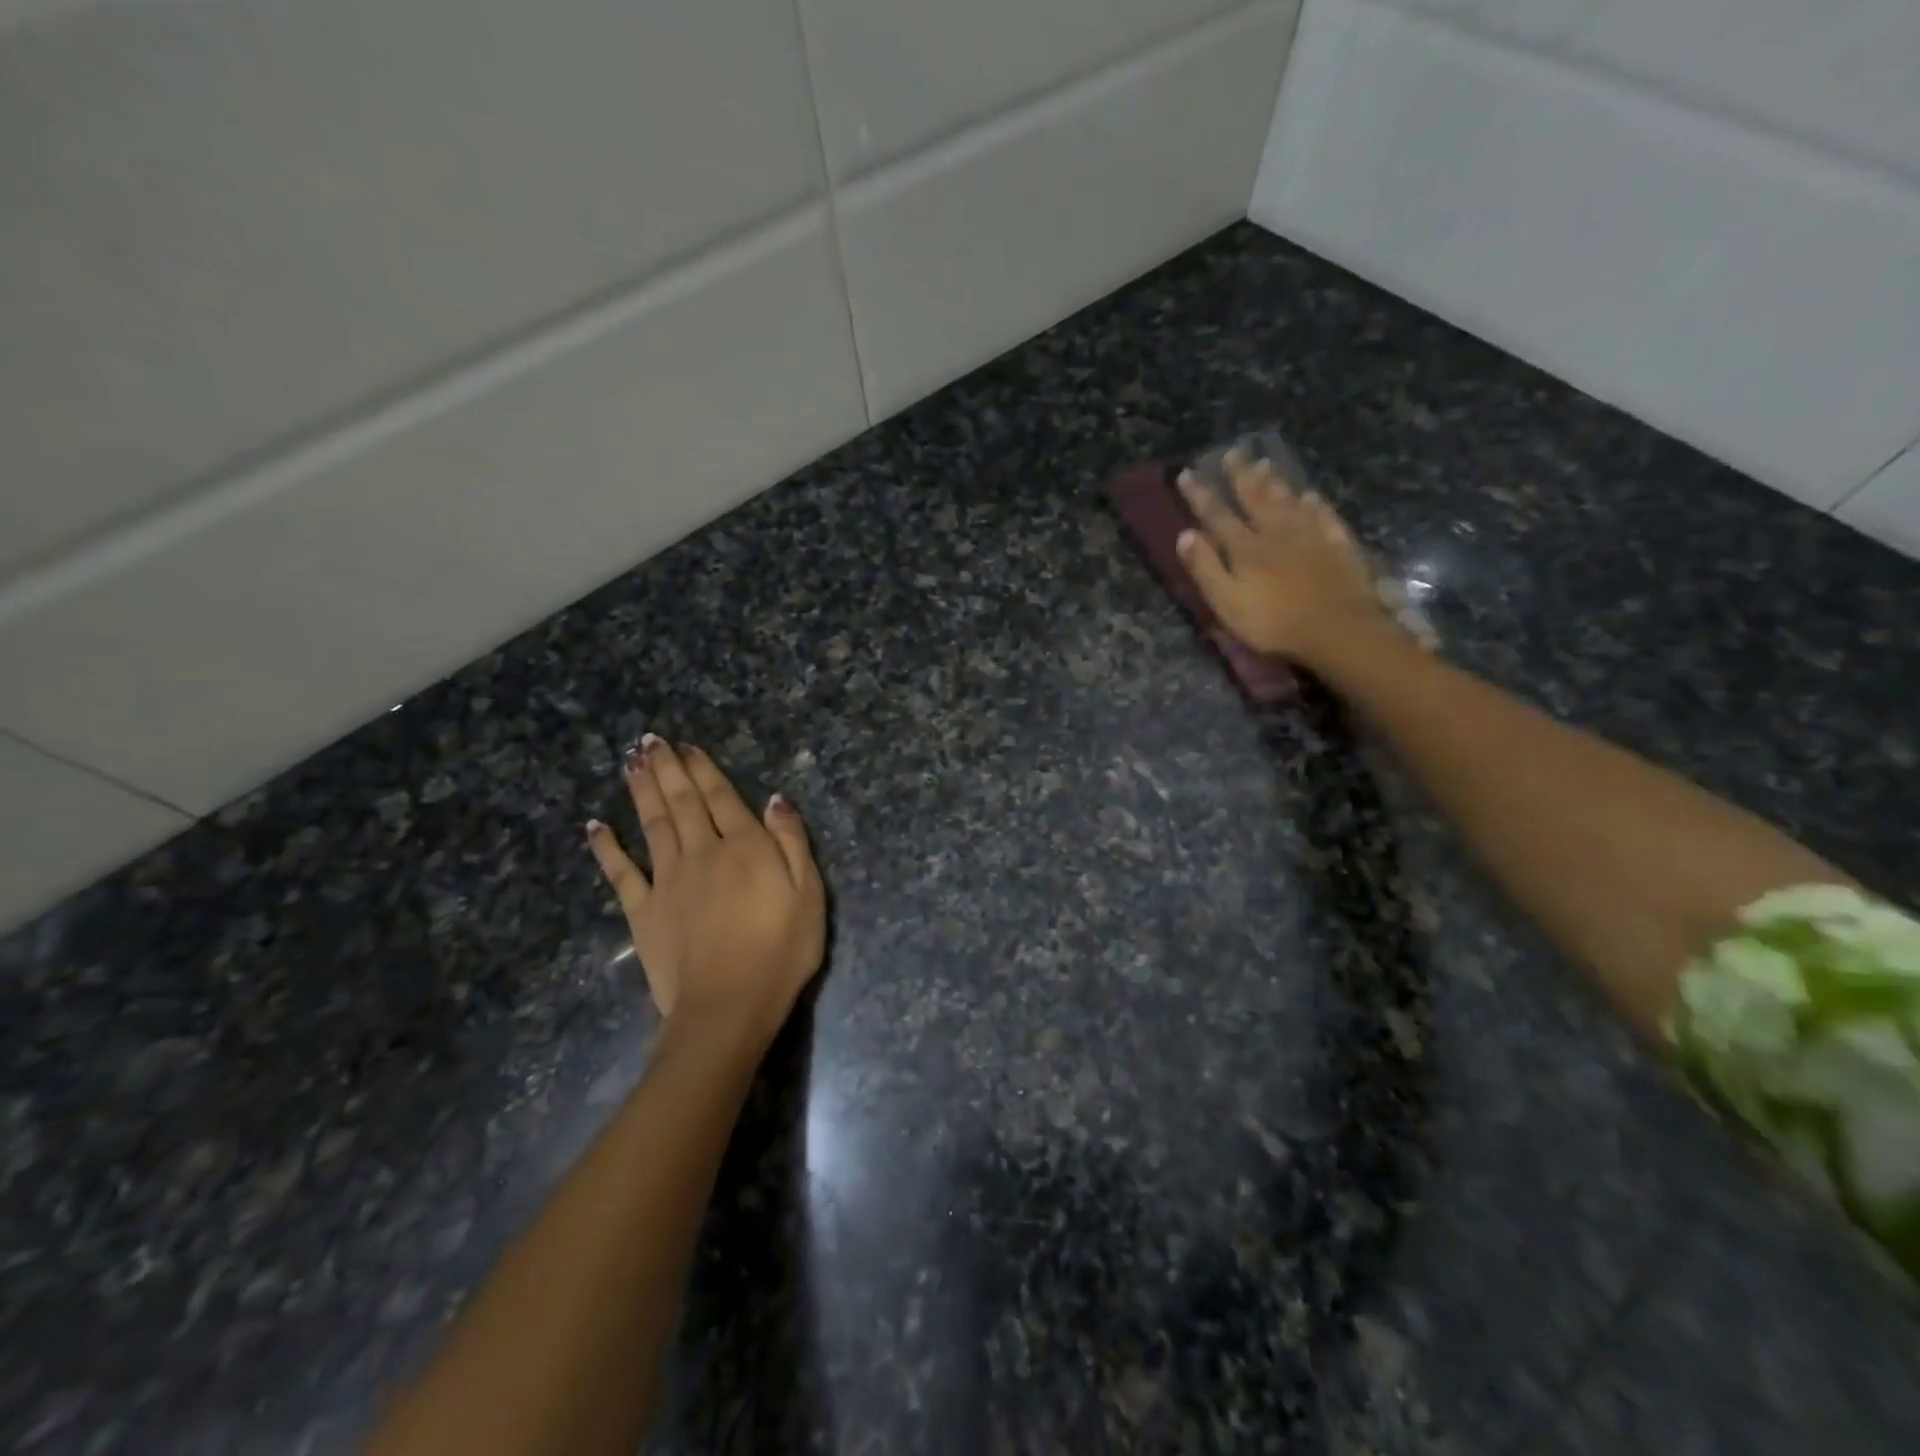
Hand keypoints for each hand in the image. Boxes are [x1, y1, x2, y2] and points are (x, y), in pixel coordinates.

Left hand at [586, 737, 825, 1046]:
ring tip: (630, 762)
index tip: (687, 746)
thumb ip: (792, 843)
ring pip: (653, 824)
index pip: (722, 797)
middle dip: (667, 769)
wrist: (728, 1006)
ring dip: (641, 791)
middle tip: (649, 740)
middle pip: (682, 802)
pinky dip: (607, 847)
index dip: (704, 769)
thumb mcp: (809, 894)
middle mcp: (702, 852)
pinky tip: (595, 826)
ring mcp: (668, 880)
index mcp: (745, 847)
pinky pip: (621, 872)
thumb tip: (776, 799)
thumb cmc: (780, 952)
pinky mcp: (643, 911)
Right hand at [1175, 448, 1384, 667]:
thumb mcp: (1227, 601)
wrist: (1338, 629)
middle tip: (1231, 452)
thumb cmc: (1274, 622)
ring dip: (1274, 481)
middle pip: (1254, 497)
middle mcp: (1276, 531)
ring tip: (1264, 462)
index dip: (1200, 495)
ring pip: (1288, 500)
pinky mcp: (1338, 544)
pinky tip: (1310, 495)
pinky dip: (1314, 503)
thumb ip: (1205, 568)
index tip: (1187, 473)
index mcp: (1245, 547)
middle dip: (1239, 475)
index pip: (1216, 515)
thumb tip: (1185, 534)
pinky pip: (1323, 515)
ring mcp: (1311, 534)